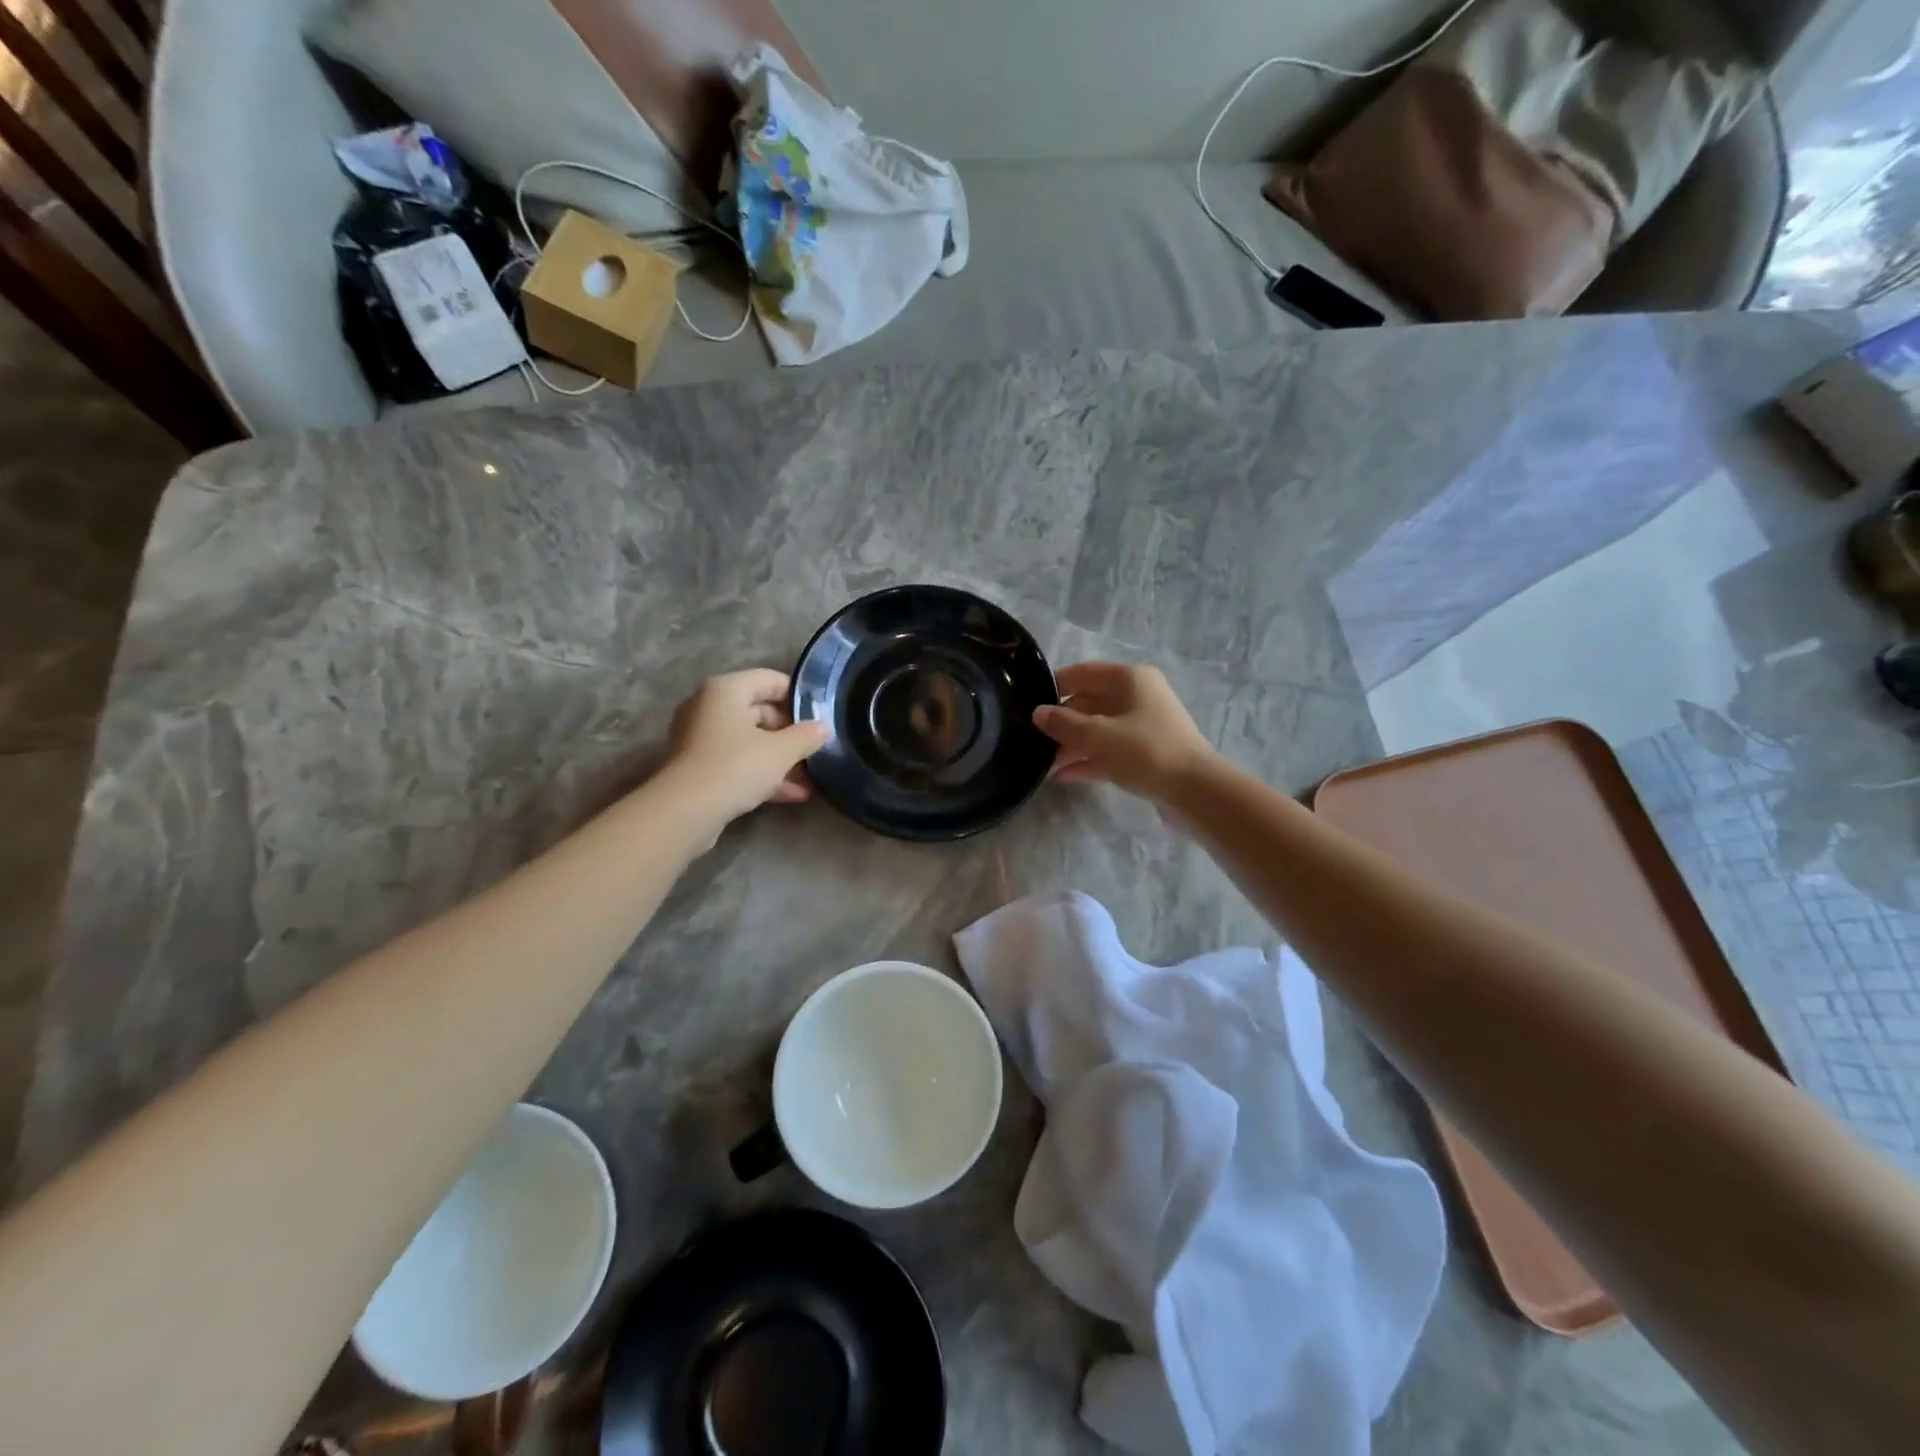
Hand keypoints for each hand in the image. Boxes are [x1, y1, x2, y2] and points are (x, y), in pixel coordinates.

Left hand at [663, 669, 829, 824]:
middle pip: (759, 711)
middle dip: (790, 733)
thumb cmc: (736, 766)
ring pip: (749, 740)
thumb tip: (823, 727)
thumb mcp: (781, 751)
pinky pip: (737, 762)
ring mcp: (700, 738)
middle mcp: (708, 707)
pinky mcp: (698, 768)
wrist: (686, 811)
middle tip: (815, 749)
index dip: (798, 695)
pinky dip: (761, 774)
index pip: (770, 679)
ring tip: (809, 777)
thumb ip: (806, 736)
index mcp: (725, 690)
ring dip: (779, 758)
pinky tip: (791, 794)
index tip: (821, 715)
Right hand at [1034, 662, 1217, 800]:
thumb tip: (1038, 713)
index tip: (1027, 702)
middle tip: (1031, 740)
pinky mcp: (1145, 753)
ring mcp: (1142, 725)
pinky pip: (1108, 751)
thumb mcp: (1098, 736)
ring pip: (1098, 729)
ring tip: (1042, 764)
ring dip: (1071, 745)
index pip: (1082, 673)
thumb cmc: (1145, 751)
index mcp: (1129, 679)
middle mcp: (1137, 696)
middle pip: (1089, 703)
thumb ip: (1064, 724)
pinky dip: (1088, 760)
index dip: (1054, 685)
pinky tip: (1062, 776)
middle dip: (1061, 723)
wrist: (1195, 791)